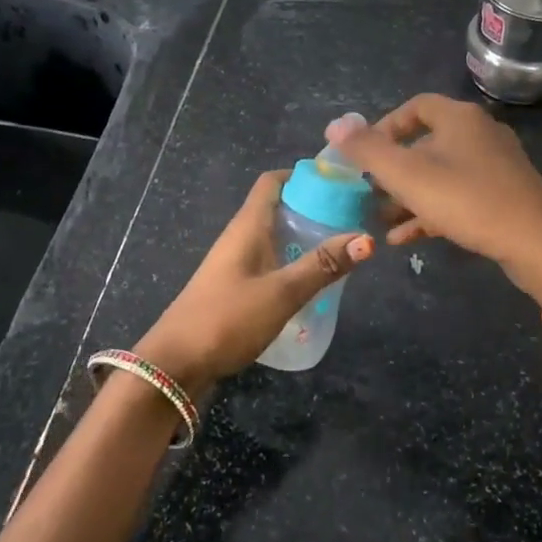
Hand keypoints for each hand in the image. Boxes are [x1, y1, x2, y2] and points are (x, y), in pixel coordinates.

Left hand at [134, 170, 373, 397]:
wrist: (174, 366)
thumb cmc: (227, 319)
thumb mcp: (281, 292)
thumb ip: (322, 265)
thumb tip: (367, 238)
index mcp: (247, 227)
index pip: (273, 182)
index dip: (303, 175)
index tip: (339, 182)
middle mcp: (239, 238)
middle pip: (277, 208)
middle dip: (313, 208)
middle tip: (352, 217)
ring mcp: (234, 264)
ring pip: (274, 237)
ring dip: (304, 237)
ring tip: (341, 248)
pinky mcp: (234, 289)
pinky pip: (269, 263)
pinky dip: (292, 262)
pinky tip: (312, 281)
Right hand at [330, 94, 541, 303]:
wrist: (537, 243)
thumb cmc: (468, 201)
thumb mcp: (409, 176)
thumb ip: (369, 151)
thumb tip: (334, 126)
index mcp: (460, 118)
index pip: (415, 107)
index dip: (384, 128)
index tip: (363, 155)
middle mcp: (479, 134)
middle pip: (425, 144)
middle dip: (392, 170)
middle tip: (367, 193)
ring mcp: (494, 166)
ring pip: (440, 175)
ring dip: (407, 196)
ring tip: (379, 220)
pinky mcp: (503, 196)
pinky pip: (457, 197)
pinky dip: (430, 212)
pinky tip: (404, 239)